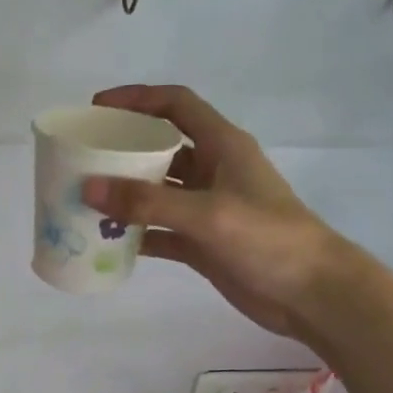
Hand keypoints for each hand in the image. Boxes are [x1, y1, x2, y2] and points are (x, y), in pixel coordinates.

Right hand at [81, 84, 355, 340]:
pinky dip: (136, 235)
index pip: (176, 104)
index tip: (97, 109)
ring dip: (124, 196)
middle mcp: (212, 170)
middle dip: (122, 151)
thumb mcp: (207, 214)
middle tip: (81, 161)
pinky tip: (108, 243)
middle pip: (160, 148)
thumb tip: (89, 188)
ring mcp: (206, 208)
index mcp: (222, 146)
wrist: (310, 293)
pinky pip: (160, 231)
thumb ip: (148, 203)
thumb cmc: (268, 239)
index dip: (137, 99)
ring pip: (156, 192)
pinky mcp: (202, 242)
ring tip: (84, 202)